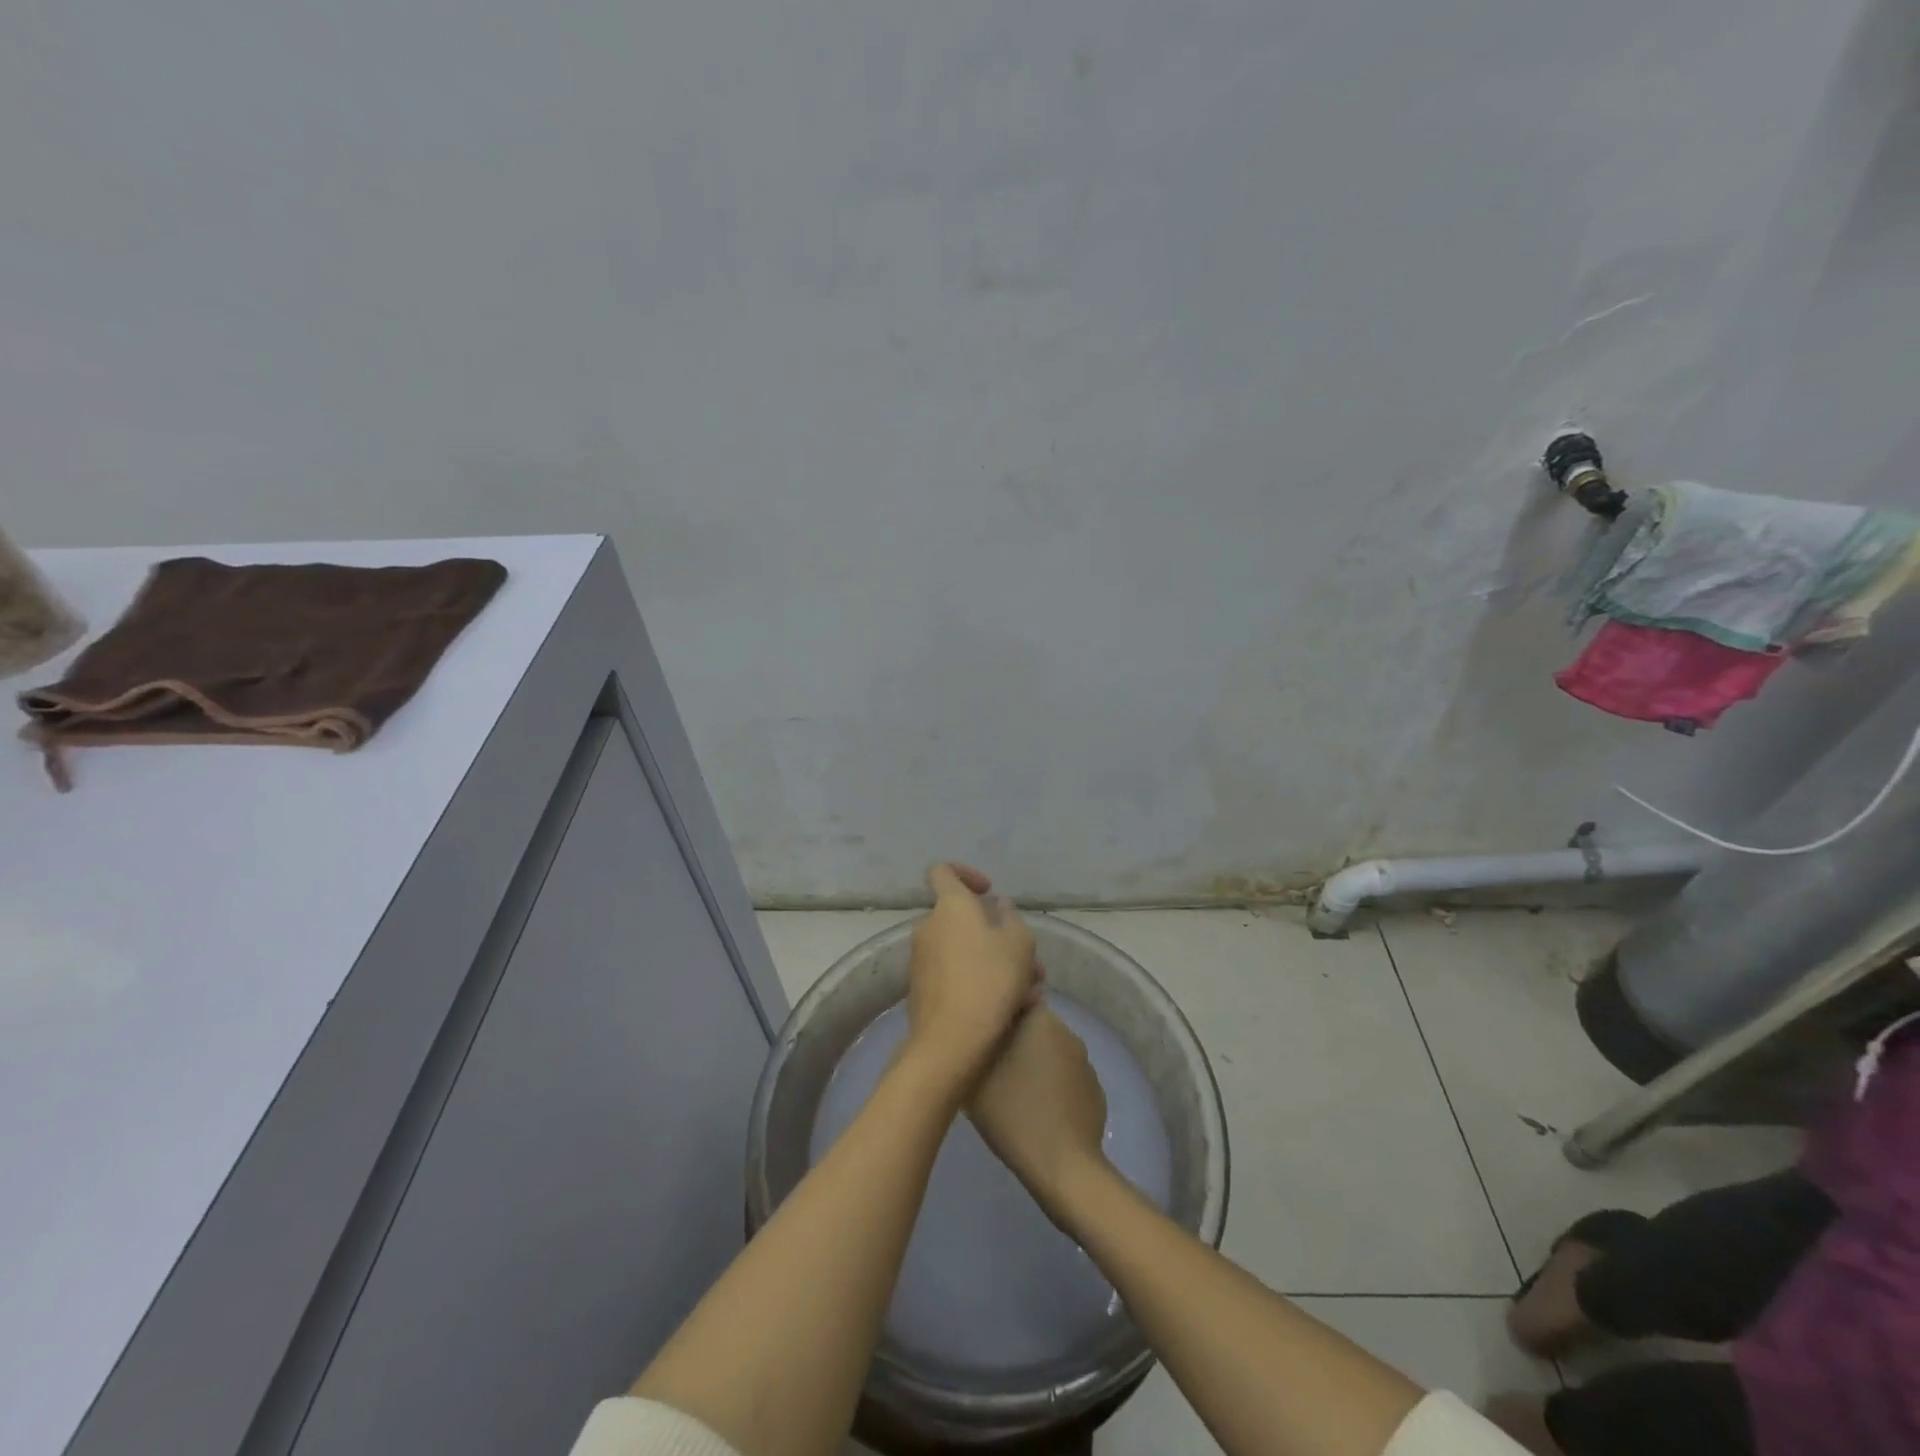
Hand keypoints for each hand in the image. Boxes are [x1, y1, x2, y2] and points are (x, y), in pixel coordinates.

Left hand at [904, 863, 1039, 1083]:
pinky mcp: (921, 990)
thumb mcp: (1019, 943)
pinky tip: (1012, 1008)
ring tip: (1030, 990)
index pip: (943, 871)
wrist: (951, 1040)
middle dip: (996, 933)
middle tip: (1029, 959)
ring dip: (995, 962)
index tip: (989, 893)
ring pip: (965, 950)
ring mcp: (921, 959)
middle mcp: (929, 926)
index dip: (966, 874)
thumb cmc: (990, 980)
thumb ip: (1010, 917)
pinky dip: (980, 983)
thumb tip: (997, 906)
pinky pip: (956, 975)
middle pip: (962, 919)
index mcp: (950, 905)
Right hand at [968, 1005, 1108, 1211]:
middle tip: (991, 1069)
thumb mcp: (975, 1075)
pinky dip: (1052, 1088)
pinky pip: (1065, 1079)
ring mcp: (1085, 1063)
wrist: (1063, 1166)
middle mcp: (1068, 1032)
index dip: (995, 1018)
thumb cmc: (1013, 1113)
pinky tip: (1038, 1113)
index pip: (1015, 1002)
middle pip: (1033, 1028)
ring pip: (1050, 1053)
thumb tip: (974, 1028)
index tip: (980, 1040)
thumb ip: (973, 1044)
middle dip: (1014, 1042)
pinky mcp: (1094, 1091)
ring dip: (1034, 1065)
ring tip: (1013, 1095)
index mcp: (1041, 1020)